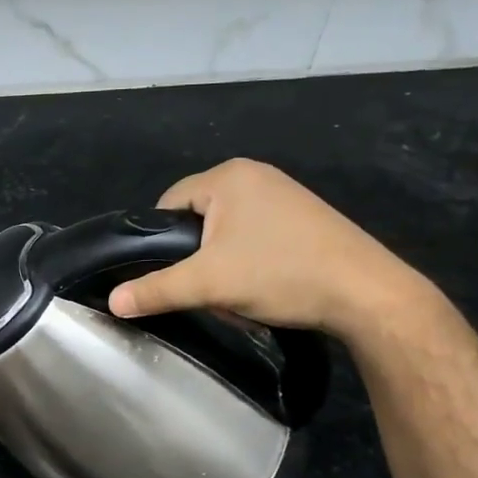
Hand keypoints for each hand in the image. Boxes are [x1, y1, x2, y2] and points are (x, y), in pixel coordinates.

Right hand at [107, 158, 432, 340]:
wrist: (366, 293)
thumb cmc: (280, 274)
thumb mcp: (209, 284)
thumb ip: (156, 290)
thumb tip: (112, 302)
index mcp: (228, 176)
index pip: (168, 204)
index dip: (160, 242)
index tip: (170, 276)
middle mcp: (255, 175)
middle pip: (198, 219)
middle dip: (197, 258)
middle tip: (208, 291)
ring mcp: (284, 194)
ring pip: (226, 232)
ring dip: (223, 265)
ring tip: (238, 294)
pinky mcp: (305, 217)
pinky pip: (255, 235)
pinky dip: (250, 262)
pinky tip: (265, 287)